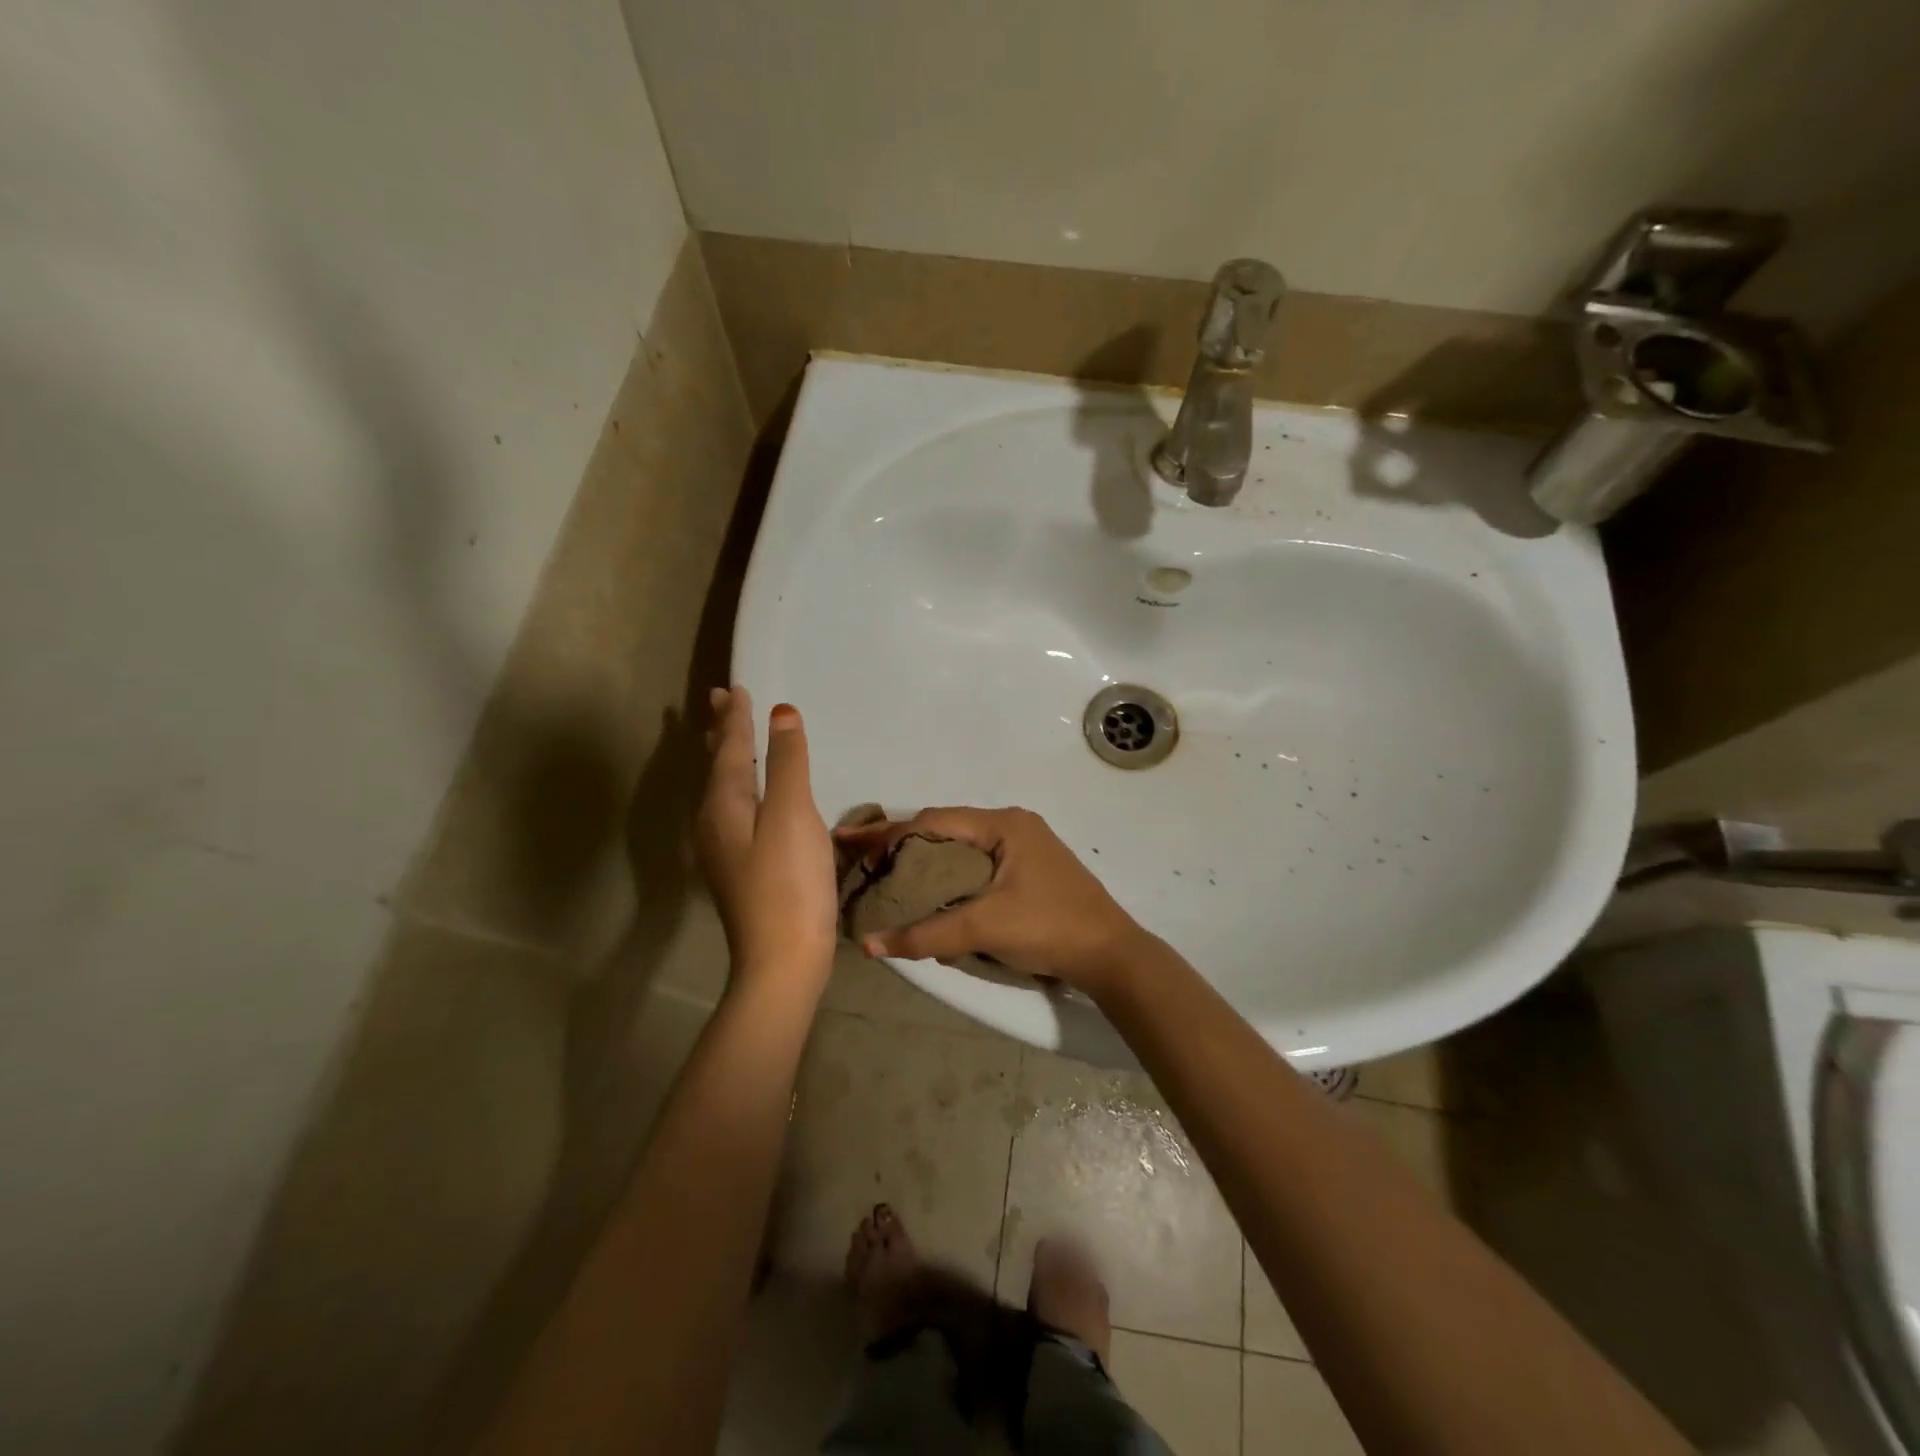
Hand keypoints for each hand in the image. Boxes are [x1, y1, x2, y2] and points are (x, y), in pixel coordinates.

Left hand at [695, 687, 836, 993]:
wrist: (782, 960)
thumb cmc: (789, 883)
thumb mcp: (792, 815)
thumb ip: (787, 762)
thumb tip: (780, 713)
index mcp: (723, 805)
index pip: (729, 749)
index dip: (735, 718)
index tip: (735, 688)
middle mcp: (714, 822)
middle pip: (718, 766)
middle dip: (721, 732)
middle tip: (720, 701)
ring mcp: (723, 849)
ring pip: (723, 789)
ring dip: (728, 758)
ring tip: (731, 737)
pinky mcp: (739, 868)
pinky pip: (734, 809)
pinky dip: (741, 786)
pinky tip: (751, 796)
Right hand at [835, 807, 1151, 993]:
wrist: (1111, 955)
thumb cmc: (1049, 928)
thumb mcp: (984, 928)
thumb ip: (926, 935)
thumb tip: (869, 944)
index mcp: (1003, 824)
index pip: (933, 820)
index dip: (888, 833)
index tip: (850, 841)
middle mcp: (1012, 825)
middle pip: (946, 829)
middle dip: (903, 844)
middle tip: (864, 860)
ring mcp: (1023, 845)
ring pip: (961, 848)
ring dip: (927, 861)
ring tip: (888, 876)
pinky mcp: (1028, 869)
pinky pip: (978, 864)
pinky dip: (951, 875)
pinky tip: (931, 893)